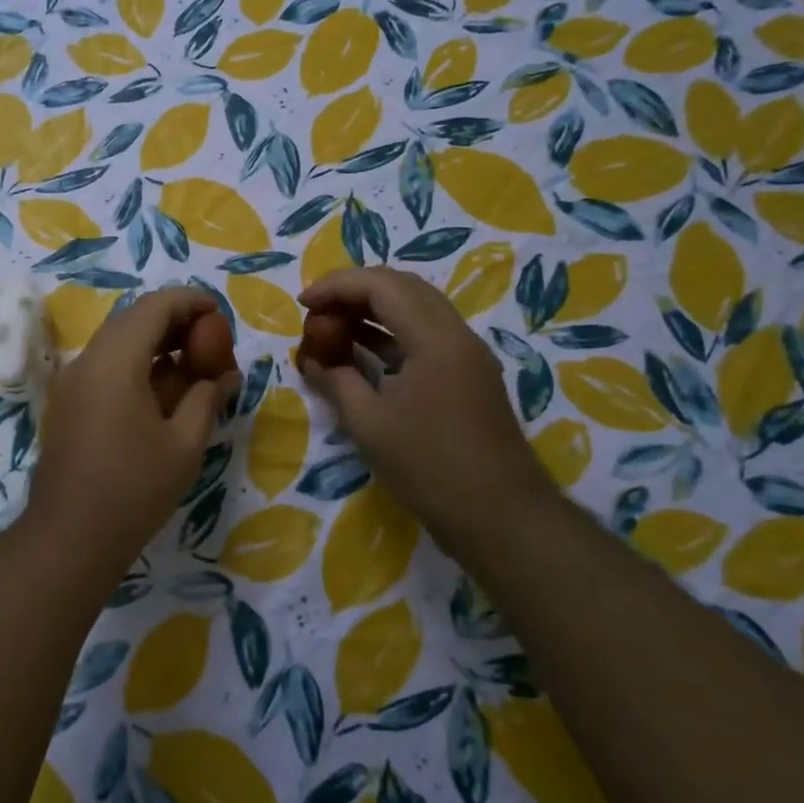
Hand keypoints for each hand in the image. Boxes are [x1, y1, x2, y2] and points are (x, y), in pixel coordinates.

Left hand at [28, 287, 241, 562]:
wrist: (69, 537)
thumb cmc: (134, 489)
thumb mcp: (185, 444)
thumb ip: (207, 398)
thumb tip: (226, 375)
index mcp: (116, 360)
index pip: (156, 305)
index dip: (192, 301)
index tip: (220, 316)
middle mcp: (88, 360)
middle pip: (134, 319)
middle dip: (176, 324)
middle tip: (211, 345)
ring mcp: (73, 382)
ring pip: (119, 343)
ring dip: (156, 345)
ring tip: (193, 370)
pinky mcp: (68, 403)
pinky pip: (106, 367)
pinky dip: (137, 366)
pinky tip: (162, 395)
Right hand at [297, 268, 554, 544]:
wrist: (501, 517)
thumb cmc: (430, 468)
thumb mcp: (369, 425)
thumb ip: (336, 381)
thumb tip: (311, 359)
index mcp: (435, 339)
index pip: (381, 285)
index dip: (337, 286)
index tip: (302, 304)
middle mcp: (457, 334)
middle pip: (403, 287)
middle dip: (354, 290)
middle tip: (317, 311)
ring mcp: (467, 354)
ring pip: (417, 308)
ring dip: (373, 309)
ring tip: (333, 327)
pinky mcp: (469, 375)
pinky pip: (426, 334)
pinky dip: (391, 333)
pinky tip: (363, 351)